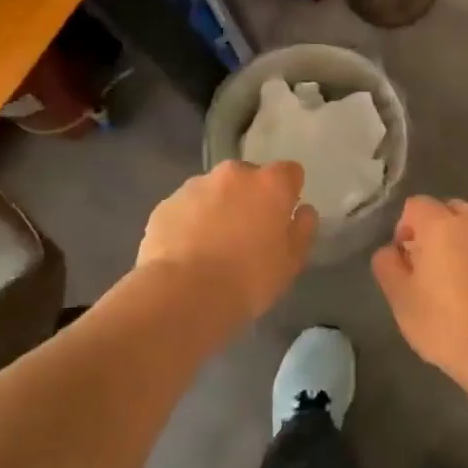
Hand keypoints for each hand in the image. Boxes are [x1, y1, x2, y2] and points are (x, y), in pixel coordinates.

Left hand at [137, 161, 316, 320]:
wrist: (183, 295)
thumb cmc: (248, 279)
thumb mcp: (291, 263)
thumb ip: (302, 230)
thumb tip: (303, 211)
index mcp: (269, 184)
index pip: (290, 172)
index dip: (289, 193)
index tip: (283, 218)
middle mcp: (233, 174)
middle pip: (249, 177)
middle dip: (250, 198)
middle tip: (247, 235)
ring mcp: (194, 186)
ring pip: (214, 191)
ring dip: (218, 208)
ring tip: (212, 247)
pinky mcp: (165, 205)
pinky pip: (186, 208)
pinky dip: (190, 222)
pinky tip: (188, 253)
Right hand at [371, 196, 467, 386]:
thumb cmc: (443, 322)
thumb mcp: (400, 297)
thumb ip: (388, 265)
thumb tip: (390, 251)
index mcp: (441, 225)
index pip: (415, 205)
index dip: (402, 227)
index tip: (402, 258)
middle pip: (445, 209)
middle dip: (429, 228)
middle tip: (420, 264)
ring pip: (466, 226)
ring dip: (451, 241)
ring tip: (442, 278)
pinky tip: (464, 289)